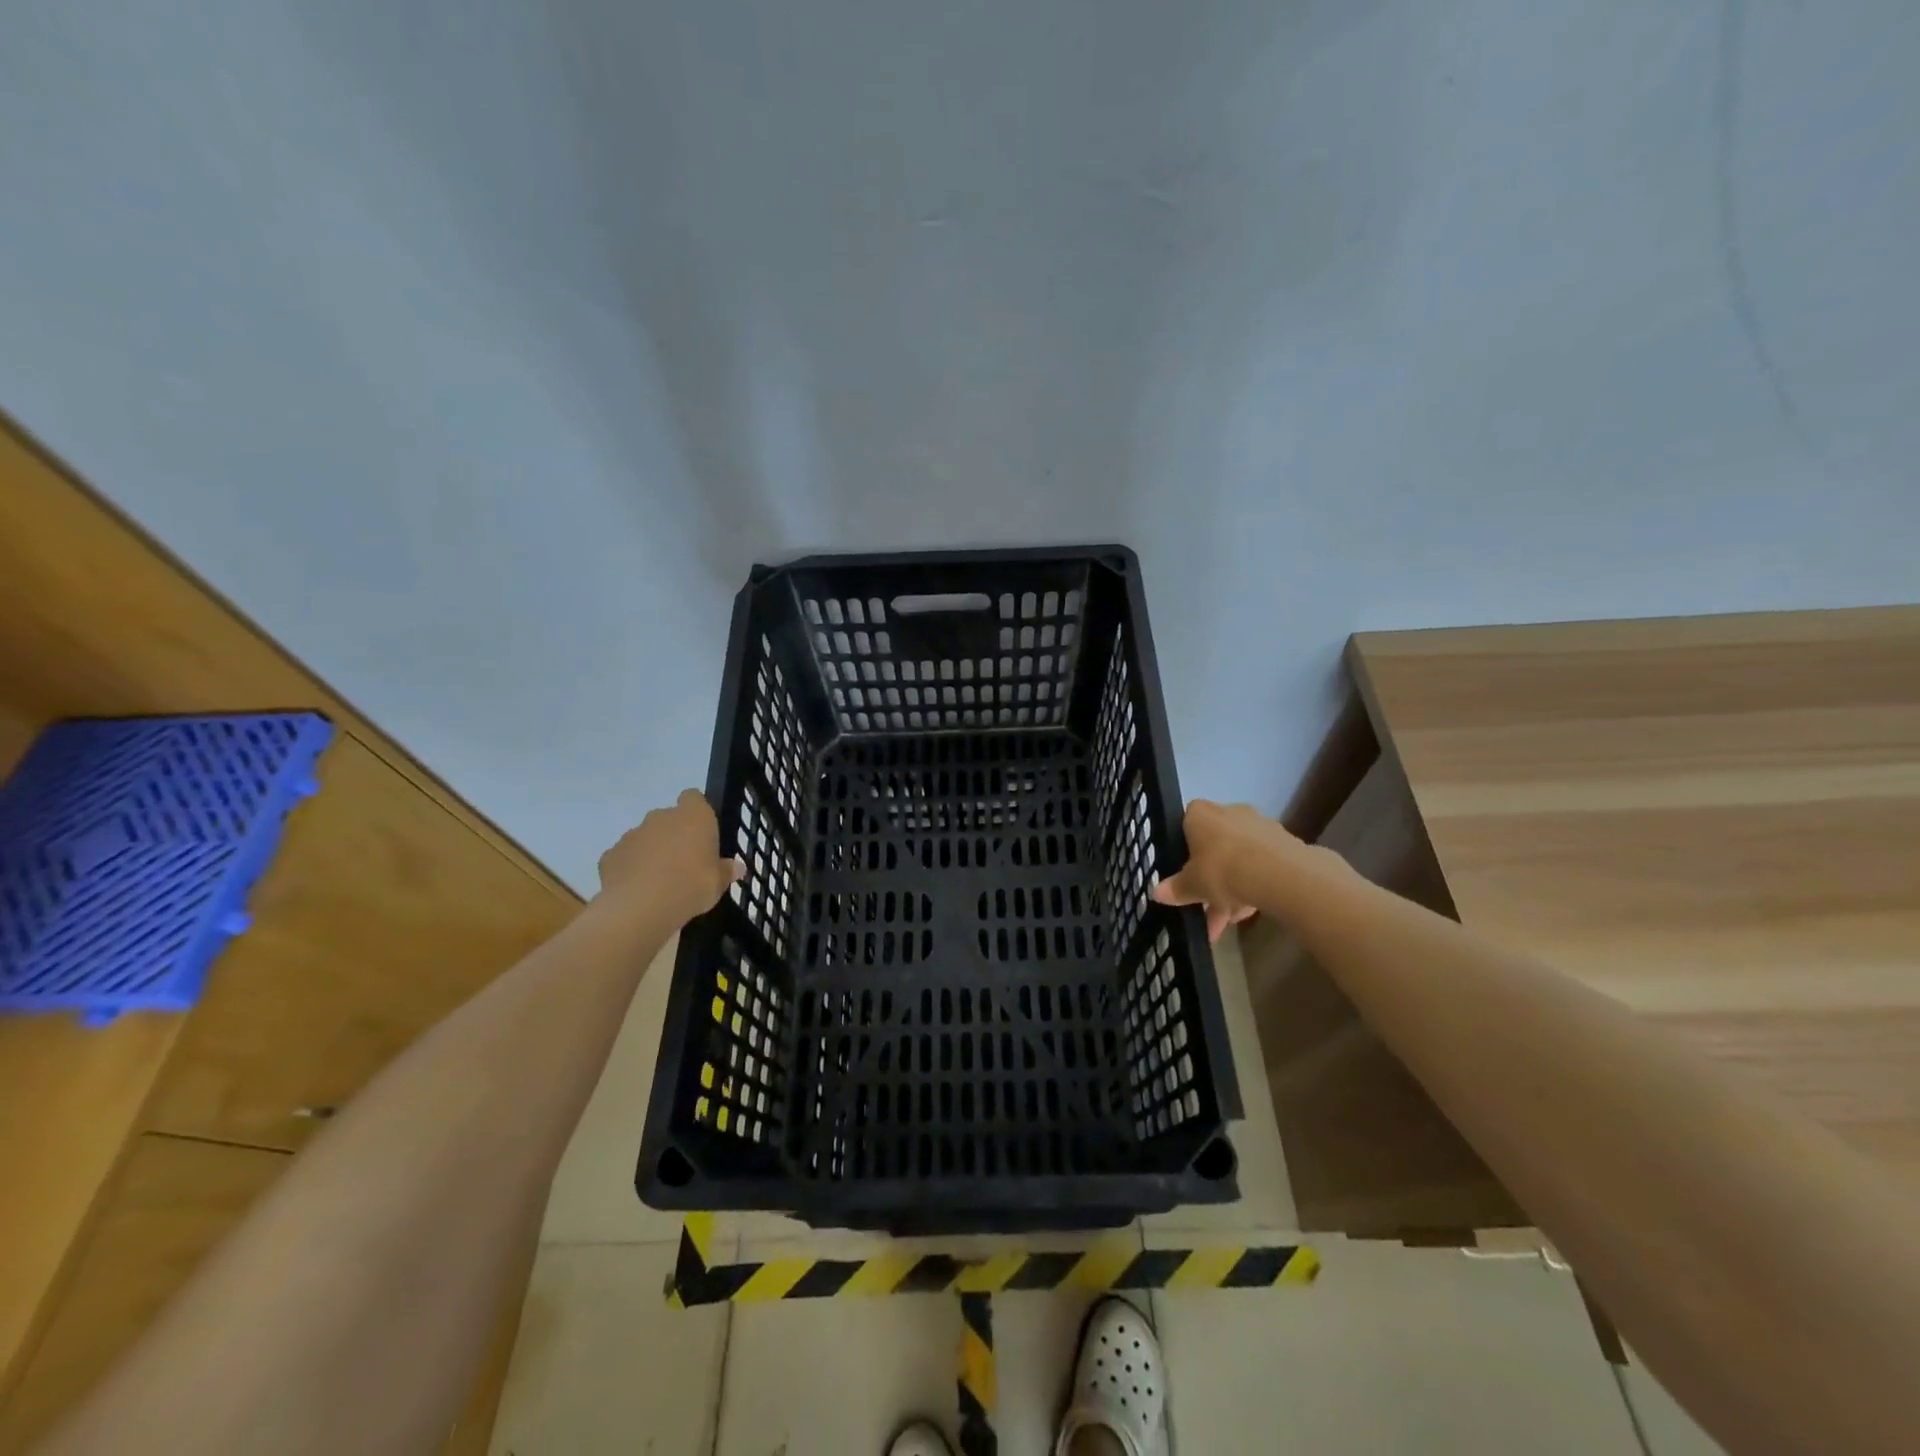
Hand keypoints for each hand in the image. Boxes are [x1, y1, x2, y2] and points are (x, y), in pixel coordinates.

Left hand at [596, 790, 742, 925]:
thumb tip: (737, 868)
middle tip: (684, 863)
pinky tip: (638, 890)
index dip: (697, 812)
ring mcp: (632, 834)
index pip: (694, 798)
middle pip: (669, 818)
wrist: (639, 908)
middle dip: (674, 835)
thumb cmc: (690, 886)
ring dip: (651, 851)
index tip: (702, 834)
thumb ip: (726, 872)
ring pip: (645, 837)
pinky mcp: (610, 854)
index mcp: (693, 816)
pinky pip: (625, 857)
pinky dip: (630, 868)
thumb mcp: (718, 884)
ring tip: (659, 881)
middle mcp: (661, 817)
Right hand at [1152, 799, 1309, 941]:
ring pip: (1238, 858)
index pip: (1187, 823)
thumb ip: (1175, 889)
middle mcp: (1229, 812)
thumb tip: (1156, 893)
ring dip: (1232, 889)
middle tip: (1206, 908)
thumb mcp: (1191, 885)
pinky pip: (1260, 865)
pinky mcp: (1282, 843)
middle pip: (1214, 845)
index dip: (1185, 849)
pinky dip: (1253, 887)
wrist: (1279, 874)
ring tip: (1229, 923)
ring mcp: (1258, 826)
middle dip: (1211, 879)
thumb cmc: (1222, 869)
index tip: (1186, 872)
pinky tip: (1250, 914)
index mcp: (1200, 814)